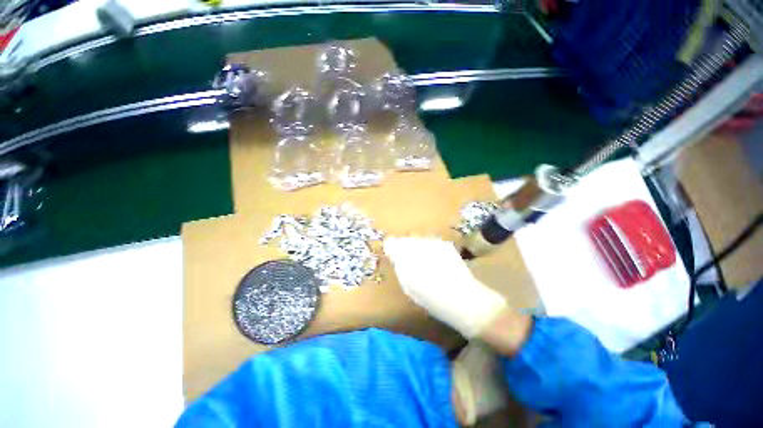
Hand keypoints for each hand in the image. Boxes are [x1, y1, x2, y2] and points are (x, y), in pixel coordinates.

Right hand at [384, 237, 507, 337]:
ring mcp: (433, 242)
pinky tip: (437, 263)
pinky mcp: (445, 244)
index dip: (392, 250)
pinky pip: (430, 243)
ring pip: (418, 241)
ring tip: (426, 265)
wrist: (464, 299)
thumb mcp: (407, 285)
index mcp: (405, 255)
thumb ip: (398, 265)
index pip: (391, 243)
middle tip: (411, 265)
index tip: (395, 259)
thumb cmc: (431, 298)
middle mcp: (418, 243)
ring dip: (417, 249)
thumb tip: (392, 252)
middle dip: (405, 249)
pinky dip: (430, 250)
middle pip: (405, 240)